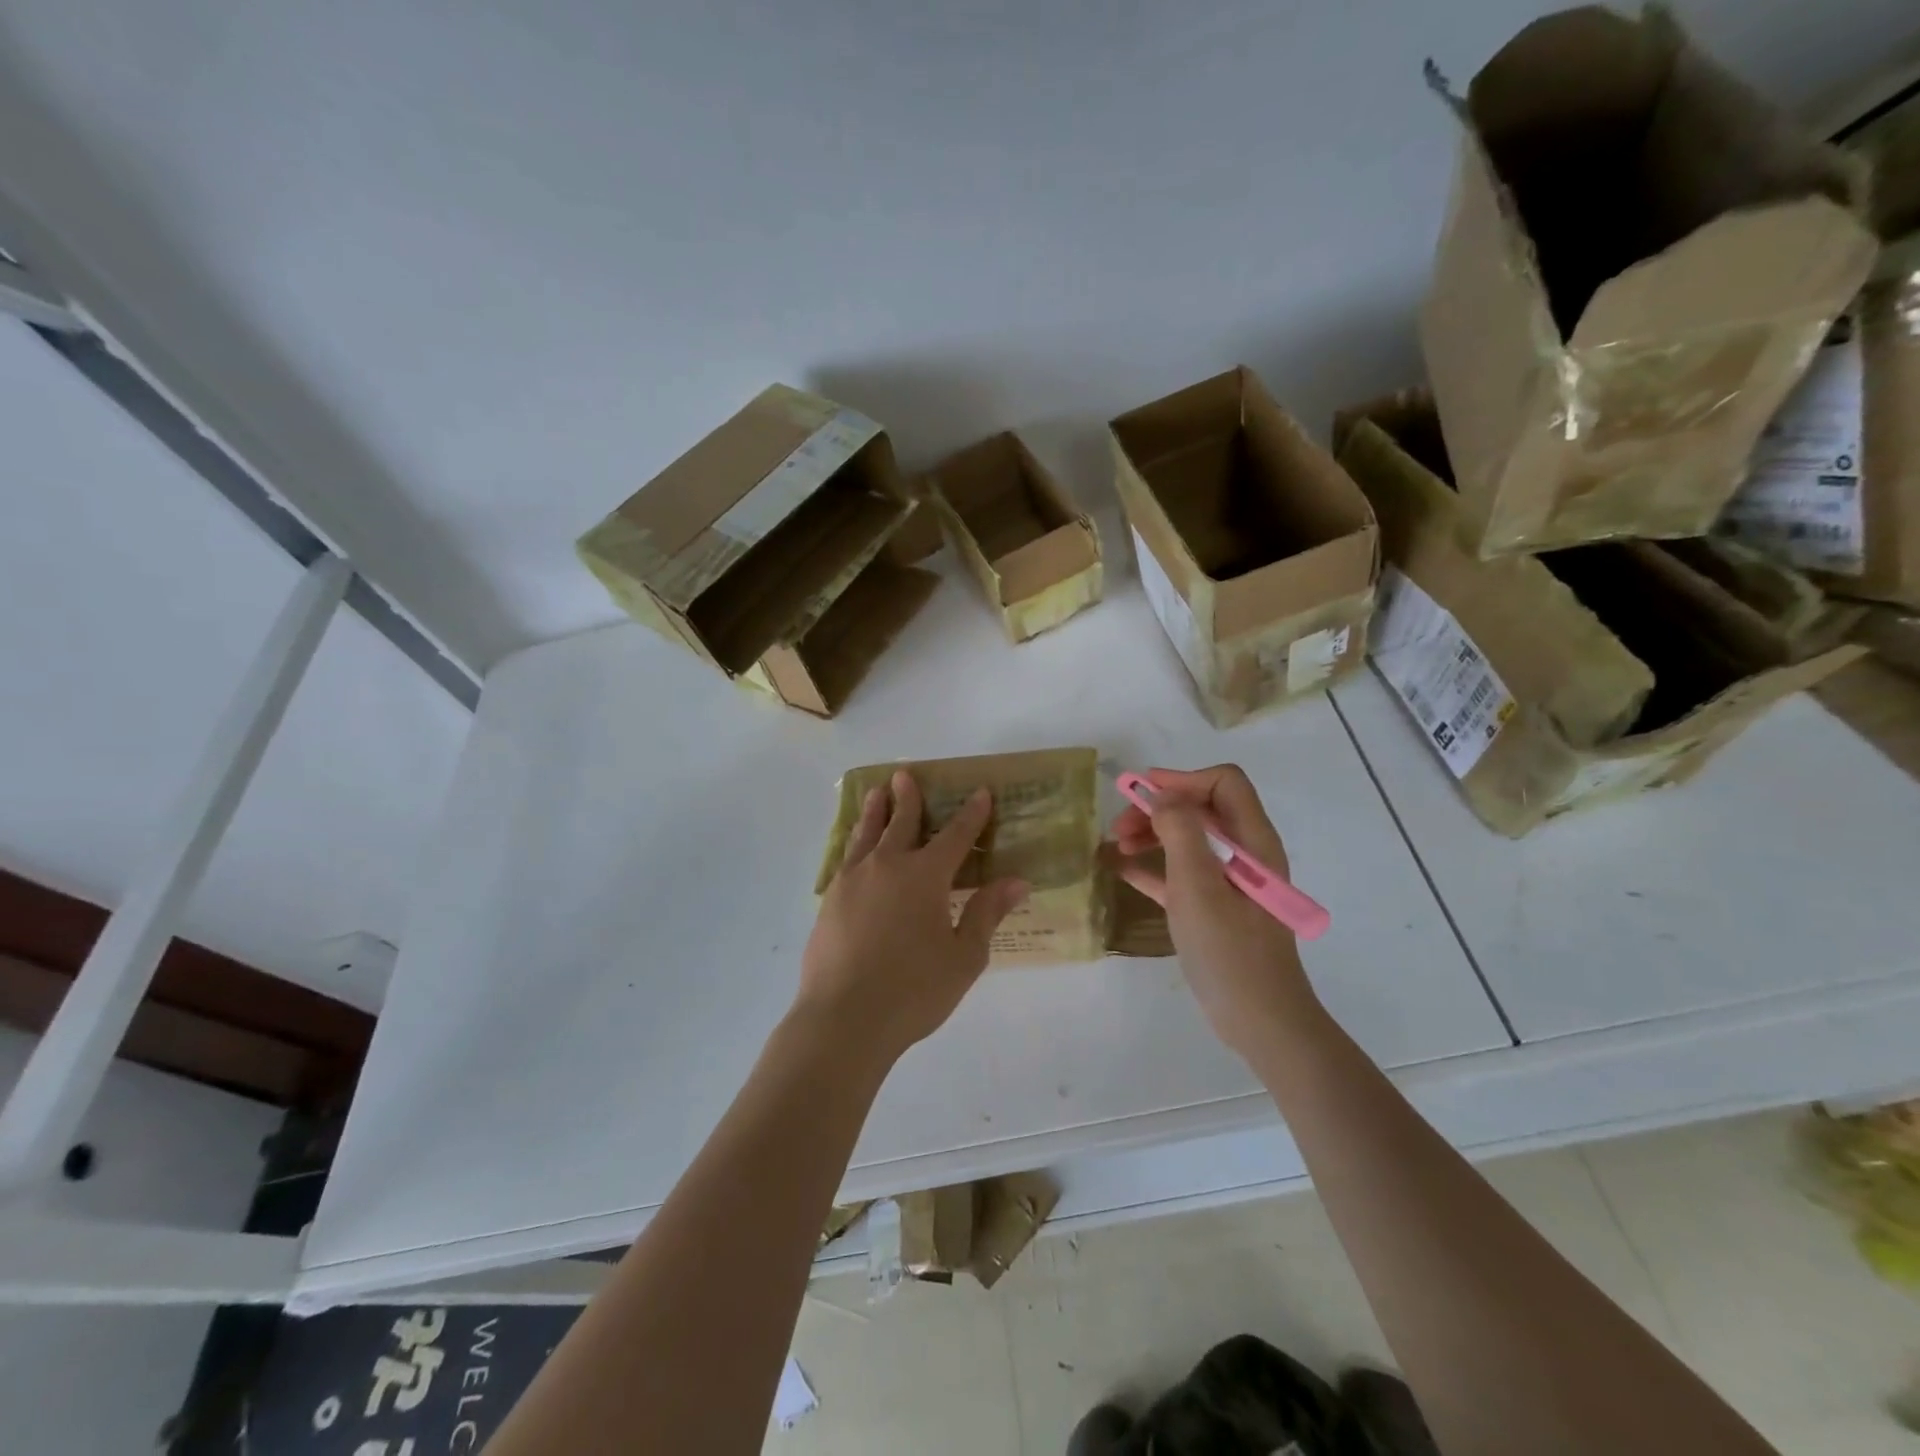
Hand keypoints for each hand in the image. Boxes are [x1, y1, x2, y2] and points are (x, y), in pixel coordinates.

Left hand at [799, 770, 1027, 1061]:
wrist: (843, 1018)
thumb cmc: (913, 991)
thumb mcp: (964, 957)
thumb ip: (986, 914)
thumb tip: (1016, 881)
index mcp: (924, 876)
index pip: (955, 836)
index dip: (971, 814)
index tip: (980, 792)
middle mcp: (887, 866)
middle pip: (901, 823)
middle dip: (908, 798)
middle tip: (904, 775)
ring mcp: (852, 881)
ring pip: (866, 834)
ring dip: (874, 811)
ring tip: (876, 793)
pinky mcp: (830, 901)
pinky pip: (846, 858)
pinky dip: (854, 843)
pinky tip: (854, 849)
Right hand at [1112, 765, 1318, 1056]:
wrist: (1258, 1020)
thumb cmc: (1229, 950)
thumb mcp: (1198, 886)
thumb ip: (1180, 832)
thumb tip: (1160, 795)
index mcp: (1253, 841)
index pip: (1224, 783)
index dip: (1182, 781)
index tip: (1143, 794)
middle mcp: (1245, 854)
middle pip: (1201, 809)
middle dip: (1159, 809)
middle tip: (1120, 826)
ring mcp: (1230, 882)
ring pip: (1188, 839)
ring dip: (1152, 835)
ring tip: (1116, 847)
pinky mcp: (1215, 907)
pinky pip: (1181, 873)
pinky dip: (1154, 866)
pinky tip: (1121, 870)